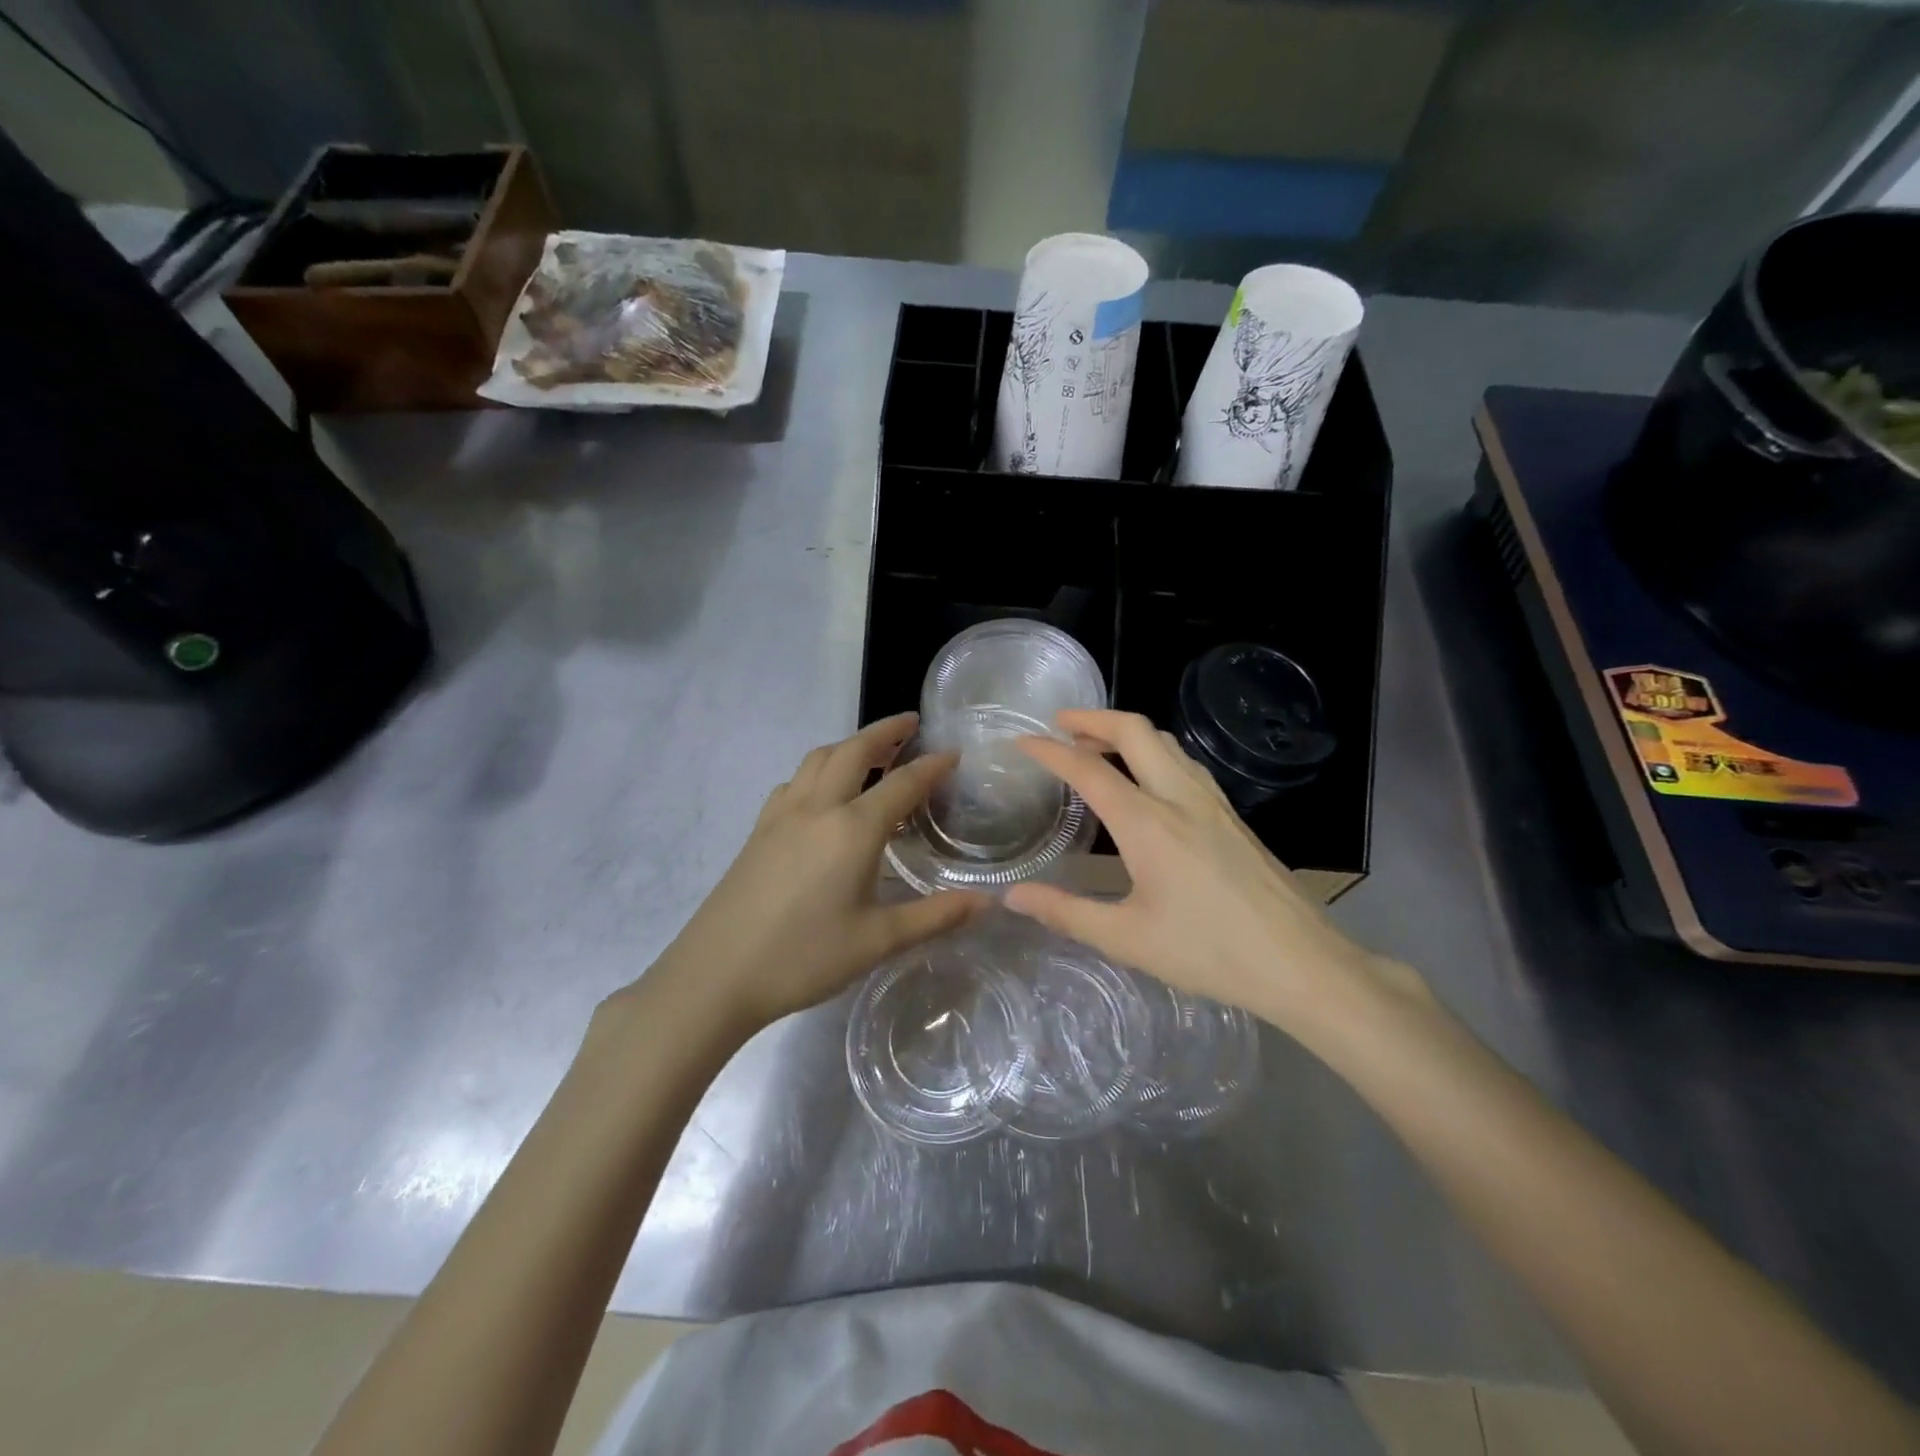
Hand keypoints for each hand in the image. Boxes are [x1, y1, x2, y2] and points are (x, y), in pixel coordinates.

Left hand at [634, 713, 986, 1035]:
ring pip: (818, 759)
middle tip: (911, 724)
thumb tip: (989, 902)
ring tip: (872, 753)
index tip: (954, 752)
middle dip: (885, 732)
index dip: (932, 765)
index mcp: (852, 829)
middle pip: (854, 751)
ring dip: (849, 745)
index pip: (903, 783)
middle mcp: (817, 808)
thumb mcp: (878, 941)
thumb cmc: (803, 957)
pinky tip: (822, 795)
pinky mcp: (759, 830)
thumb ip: (936, 916)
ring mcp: (782, 815)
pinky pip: (794, 781)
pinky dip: (818, 770)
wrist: (715, 974)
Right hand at [1004, 710, 1423, 1045]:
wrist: (1302, 963)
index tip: (1021, 741)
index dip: (1050, 750)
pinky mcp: (1232, 815)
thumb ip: (1065, 913)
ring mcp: (1213, 803)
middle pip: (1135, 731)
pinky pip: (1185, 762)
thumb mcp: (1127, 939)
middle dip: (1093, 718)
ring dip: (1126, 732)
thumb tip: (1012, 896)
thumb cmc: (1210, 953)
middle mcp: (1180, 798)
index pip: (1089, 769)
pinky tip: (1147, 779)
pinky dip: (1153, 751)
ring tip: (1096, 745)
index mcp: (1148, 823)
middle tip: (1060, 724)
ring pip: (1166, 742)